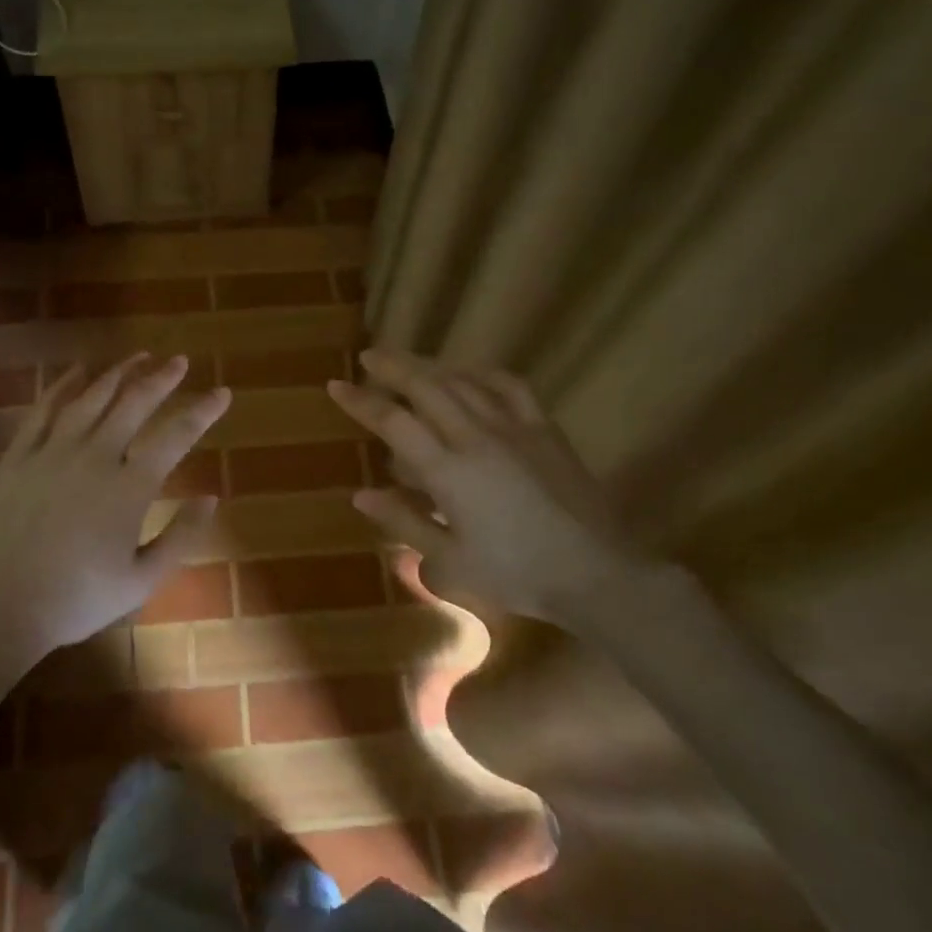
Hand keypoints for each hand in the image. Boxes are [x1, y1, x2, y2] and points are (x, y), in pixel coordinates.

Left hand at [0, 354, 230, 662]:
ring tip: (139, 356)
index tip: (222, 392)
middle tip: (180, 360)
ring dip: (119, 372)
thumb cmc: (77, 599)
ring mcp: (53, 451)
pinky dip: (64, 384)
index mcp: (129, 487)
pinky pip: (44, 408)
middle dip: (162, 378)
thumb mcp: (141, 581)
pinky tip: (78, 371)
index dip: (203, 411)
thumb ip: (180, 536)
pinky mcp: (19, 455)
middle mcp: (94, 456)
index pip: (175, 436)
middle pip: (134, 403)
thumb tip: (212, 498)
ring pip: (92, 397)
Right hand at [328, 349, 647, 626]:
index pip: (393, 421)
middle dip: (392, 367)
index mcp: (448, 470)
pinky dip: (481, 372)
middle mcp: (475, 436)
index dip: (360, 401)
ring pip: (462, 380)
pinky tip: (469, 372)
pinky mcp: (543, 427)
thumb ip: (404, 522)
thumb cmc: (516, 574)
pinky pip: (508, 385)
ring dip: (430, 365)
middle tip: (369, 356)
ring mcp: (512, 427)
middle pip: (425, 386)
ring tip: (410, 362)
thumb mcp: (450, 561)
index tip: (336, 385)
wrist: (595, 572)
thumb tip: (362, 494)